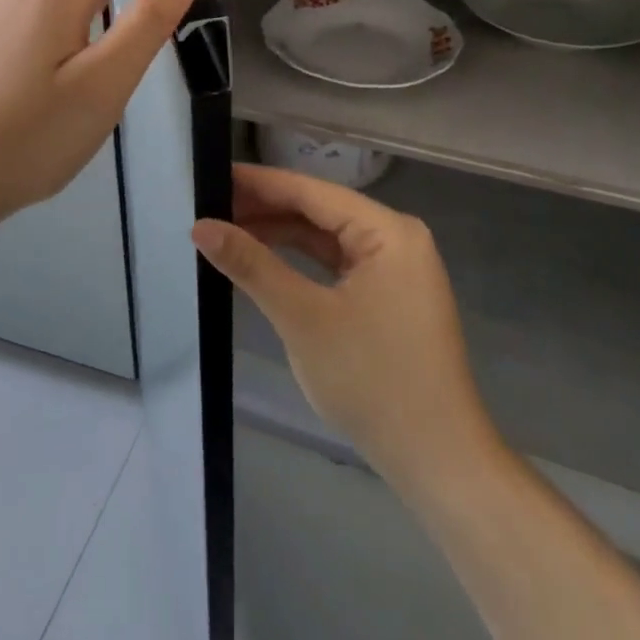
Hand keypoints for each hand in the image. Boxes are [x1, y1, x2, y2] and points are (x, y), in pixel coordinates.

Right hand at [194, 165, 500, 491]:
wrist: (438, 464)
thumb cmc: (373, 382)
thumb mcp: (303, 318)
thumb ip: (251, 265)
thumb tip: (201, 226)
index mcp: (388, 231)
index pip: (311, 191)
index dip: (259, 183)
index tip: (212, 175)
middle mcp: (397, 238)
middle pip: (319, 210)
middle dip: (266, 209)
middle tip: (210, 206)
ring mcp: (397, 269)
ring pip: (326, 237)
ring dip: (280, 234)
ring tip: (227, 229)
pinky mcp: (390, 296)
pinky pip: (337, 263)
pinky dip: (300, 261)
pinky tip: (264, 260)